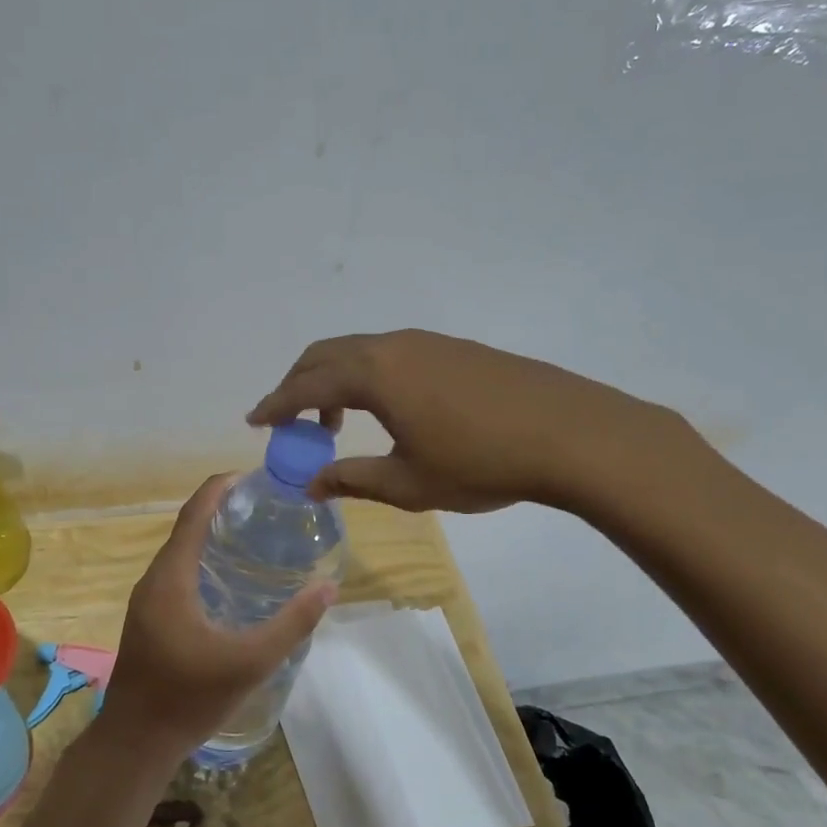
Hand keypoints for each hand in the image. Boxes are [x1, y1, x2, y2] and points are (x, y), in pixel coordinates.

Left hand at [97, 475, 335, 762]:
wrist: (134, 743)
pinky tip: (228, 580)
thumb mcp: (249, 662)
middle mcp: (153, 580)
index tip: (253, 477)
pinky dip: (202, 561)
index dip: (220, 488)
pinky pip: (176, 574)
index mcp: (170, 578)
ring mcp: (147, 601)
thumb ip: (291, 624)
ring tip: (253, 536)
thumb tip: (328, 587)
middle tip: (265, 508)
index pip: (194, 513)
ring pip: (180, 553)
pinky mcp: (148, 620)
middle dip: (221, 509)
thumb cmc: (188, 698)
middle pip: (186, 528)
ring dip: (210, 536)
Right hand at [248, 329, 698, 517]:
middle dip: (299, 384)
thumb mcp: (408, 483)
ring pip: (361, 351)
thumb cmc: (480, 462)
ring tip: (337, 422)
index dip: (276, 404)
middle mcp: (394, 346)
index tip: (255, 422)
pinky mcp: (455, 348)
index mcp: (374, 374)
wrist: (570, 434)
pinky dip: (368, 376)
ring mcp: (428, 342)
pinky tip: (388, 410)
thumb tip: (309, 484)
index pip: (306, 383)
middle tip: (290, 421)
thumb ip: (352, 479)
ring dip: (335, 380)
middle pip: (326, 354)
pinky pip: (391, 354)